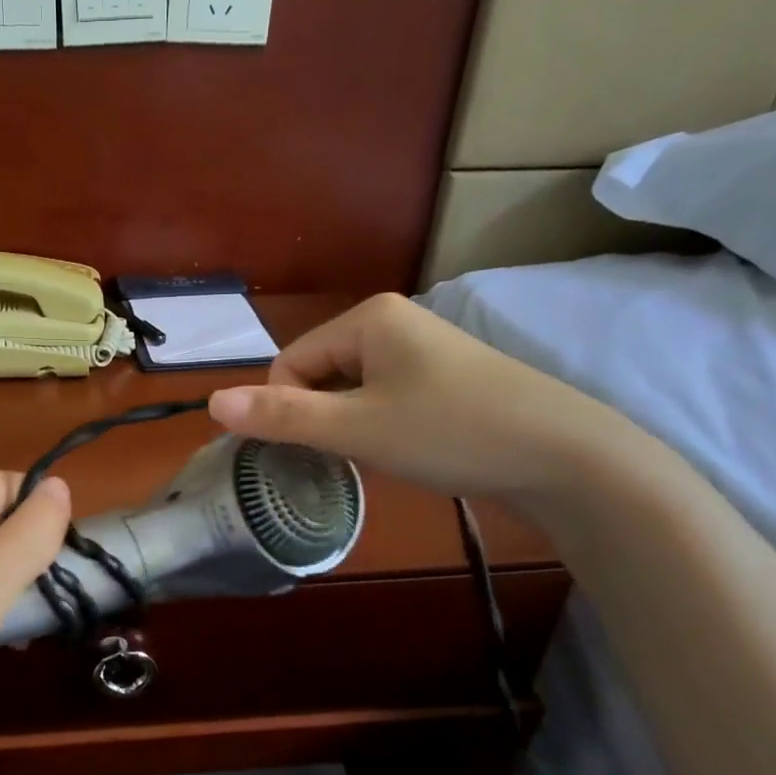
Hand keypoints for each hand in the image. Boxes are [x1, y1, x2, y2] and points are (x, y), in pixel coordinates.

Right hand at [207, 293, 616, 499]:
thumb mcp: (356, 428)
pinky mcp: (443, 379)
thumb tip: (210, 402)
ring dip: (349, 427)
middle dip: (322, 418)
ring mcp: (421, 350)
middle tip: (354, 455)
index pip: (290, 363)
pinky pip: (382, 398)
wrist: (564, 456)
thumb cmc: (451, 431)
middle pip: (318, 374)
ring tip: (381, 455)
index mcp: (368, 318)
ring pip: (350, 391)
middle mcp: (392, 322)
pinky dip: (378, 427)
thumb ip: (282, 416)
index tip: (321, 447)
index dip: (289, 410)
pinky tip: (405, 451)